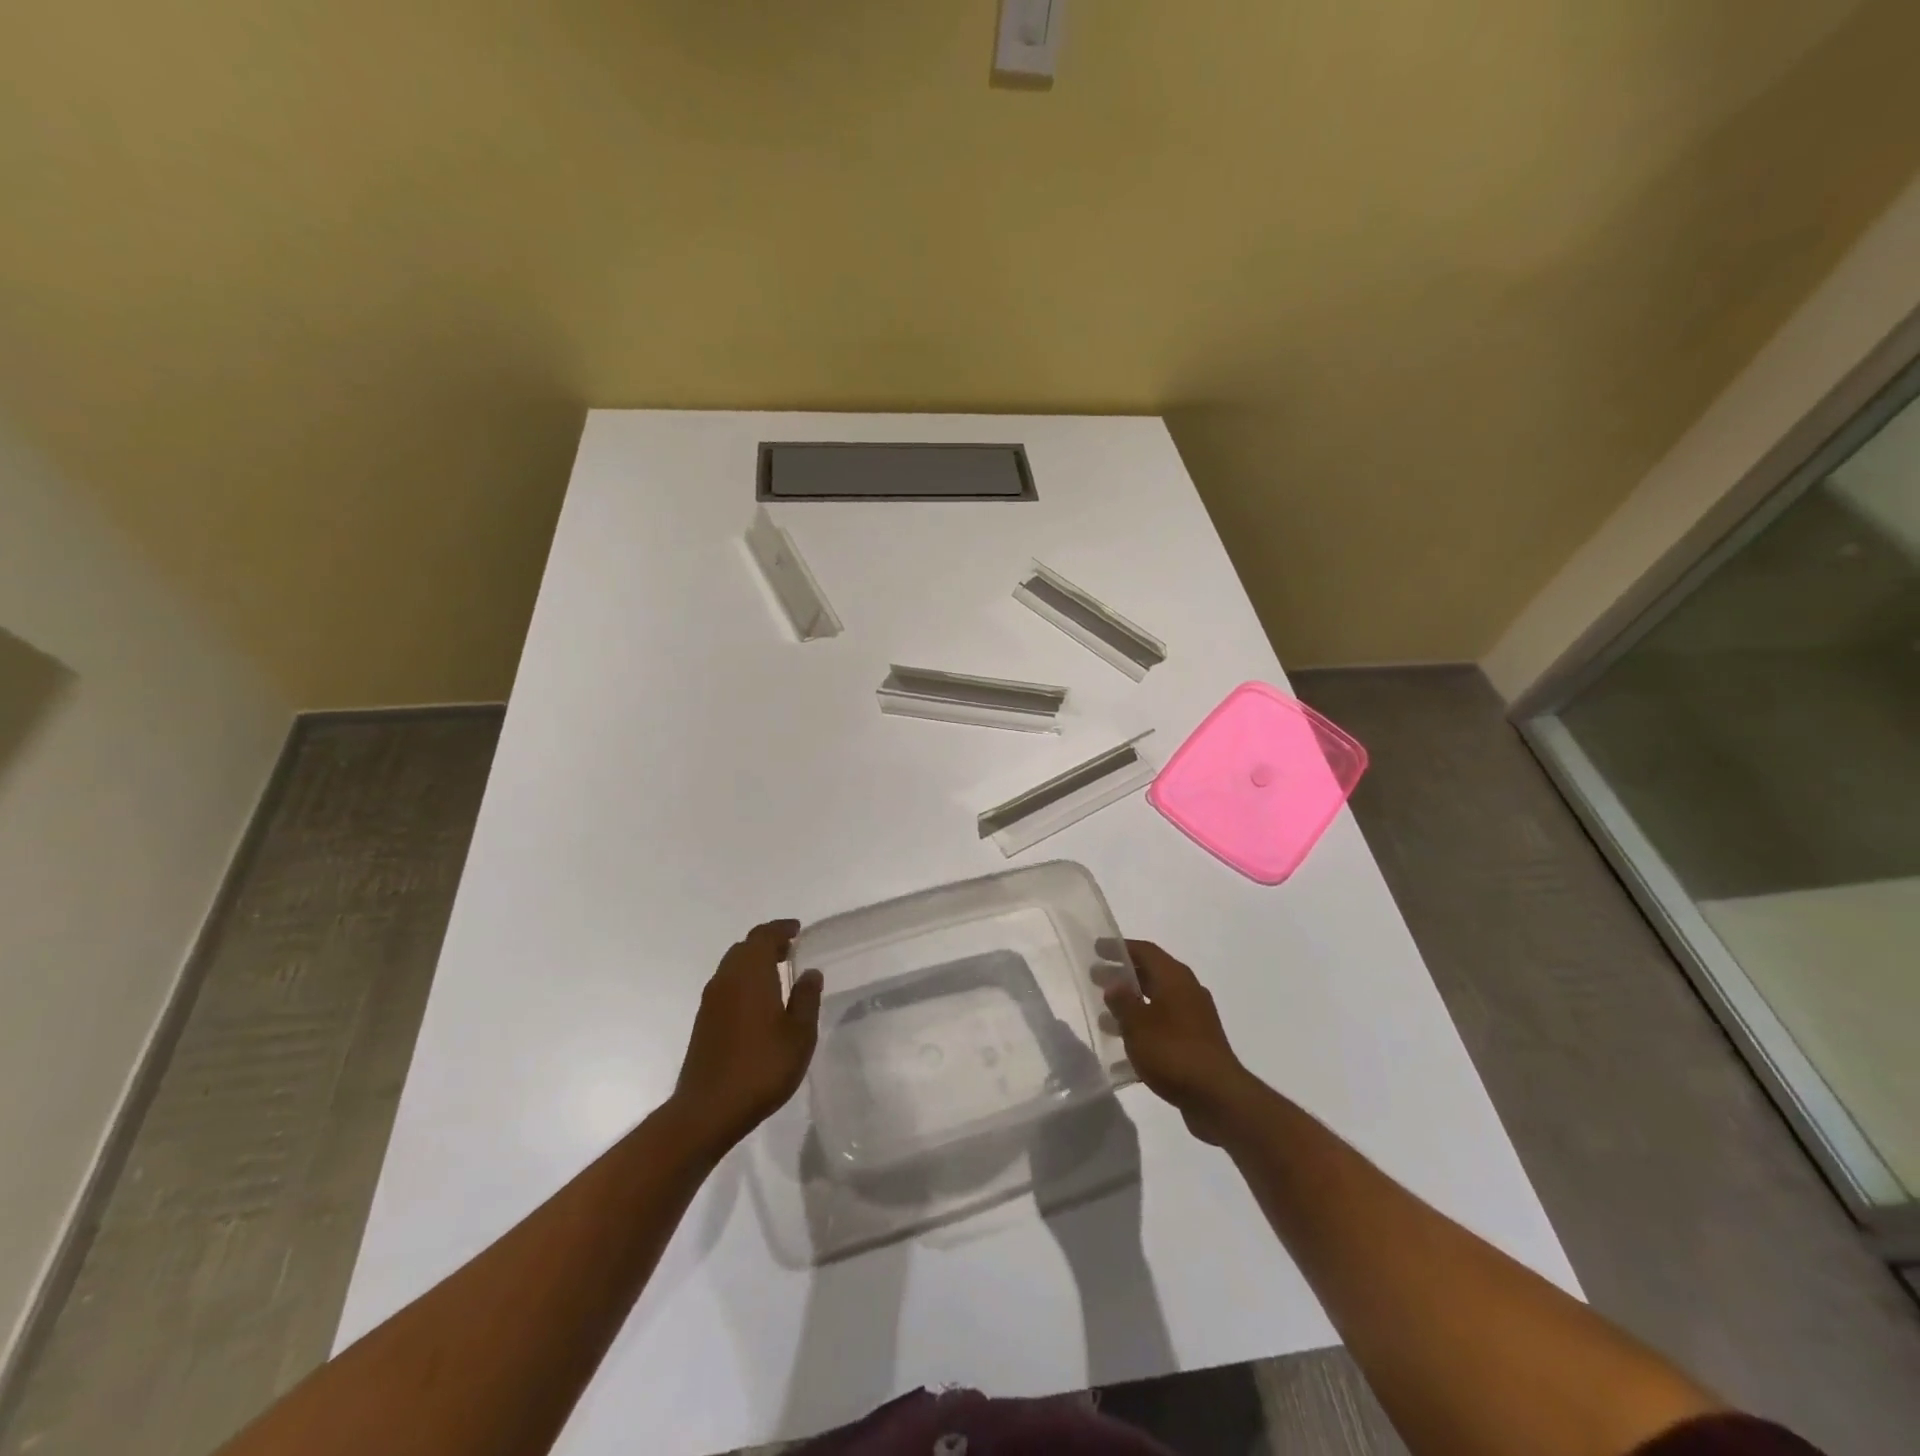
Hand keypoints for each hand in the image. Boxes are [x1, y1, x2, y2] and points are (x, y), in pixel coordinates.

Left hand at [670, 920, 822, 1151]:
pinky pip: (726, 985)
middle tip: (790, 950)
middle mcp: (726, 979)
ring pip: (733, 966)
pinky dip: (744, 981)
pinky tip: (759, 1002)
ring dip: (754, 963)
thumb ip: (806, 998)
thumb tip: (810, 972)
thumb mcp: (799, 1034)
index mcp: (750, 973)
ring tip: (778, 974)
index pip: (763, 936)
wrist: (708, 1110)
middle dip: (767, 944)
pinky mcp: (704, 1021)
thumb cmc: (761, 1067)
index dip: (781, 929)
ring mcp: (711, 1001)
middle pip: (745, 947)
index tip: (797, 930)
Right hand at [1103, 940, 1260, 1144]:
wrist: (1218, 1097)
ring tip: (1104, 1016)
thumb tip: (1114, 985)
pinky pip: (1164, 1025)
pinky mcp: (1196, 1043)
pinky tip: (1125, 1047)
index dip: (1120, 948)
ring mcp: (1195, 1018)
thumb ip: (1122, 1001)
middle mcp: (1188, 991)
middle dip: (1123, 976)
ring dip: (1131, 1005)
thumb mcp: (1138, 1024)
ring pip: (1157, 1002)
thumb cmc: (1173, 1052)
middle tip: (1095, 979)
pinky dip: (1144, 1028)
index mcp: (1175, 978)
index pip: (1145, 951)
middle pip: (1151, 974)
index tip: (1097, 949)